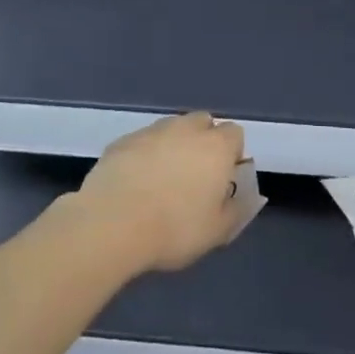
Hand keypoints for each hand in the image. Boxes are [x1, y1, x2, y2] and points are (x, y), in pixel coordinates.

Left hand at [72, 112, 247, 272]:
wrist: (112, 222)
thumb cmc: (174, 229)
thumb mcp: (217, 231)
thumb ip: (236, 210)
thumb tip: (242, 198)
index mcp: (215, 147)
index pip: (234, 134)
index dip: (232, 154)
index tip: (224, 179)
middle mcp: (185, 129)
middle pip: (202, 122)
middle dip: (203, 141)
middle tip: (196, 176)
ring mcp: (151, 131)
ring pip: (170, 128)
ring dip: (173, 145)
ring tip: (163, 179)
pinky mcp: (122, 141)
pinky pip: (142, 141)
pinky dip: (144, 154)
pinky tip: (135, 182)